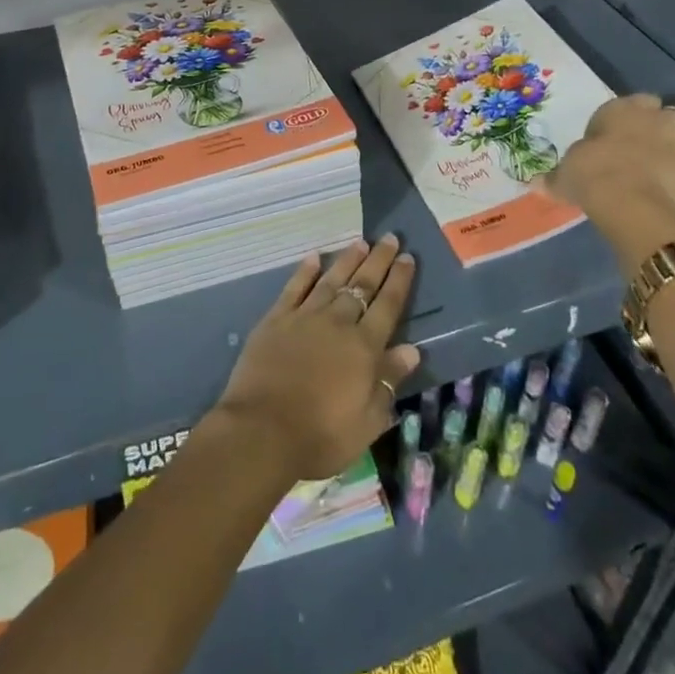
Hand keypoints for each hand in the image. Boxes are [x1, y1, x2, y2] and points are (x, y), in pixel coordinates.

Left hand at [211, 236, 421, 482]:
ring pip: (331, 280)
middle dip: (379, 260)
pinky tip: (314, 257)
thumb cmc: (321, 435)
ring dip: (348, 260)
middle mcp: (338, 323)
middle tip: (390, 238)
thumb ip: (388, 381)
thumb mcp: (367, 421)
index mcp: (364, 347)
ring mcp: (305, 317)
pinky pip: (294, 288)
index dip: (399, 280)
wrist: (262, 431)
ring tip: (361, 242)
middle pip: (362, 285)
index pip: (388, 306)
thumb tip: (412, 349)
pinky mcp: (276, 319)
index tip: (408, 257)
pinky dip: (305, 271)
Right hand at [547, 94, 674, 270]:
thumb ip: (557, 177)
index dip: (642, 111)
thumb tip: (535, 184)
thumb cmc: (588, 175)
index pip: (642, 99)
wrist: (623, 199)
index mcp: (622, 112)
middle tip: (668, 140)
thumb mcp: (564, 174)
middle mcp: (657, 122)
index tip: (633, 126)